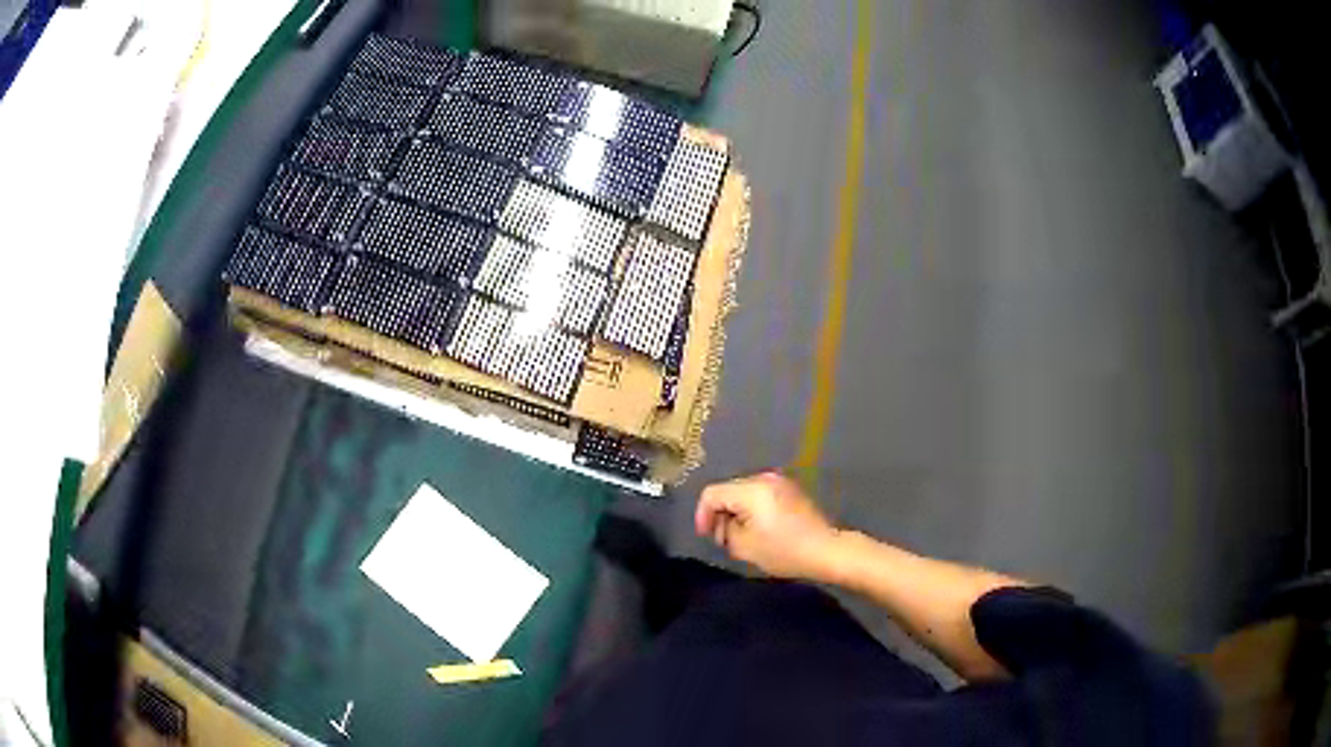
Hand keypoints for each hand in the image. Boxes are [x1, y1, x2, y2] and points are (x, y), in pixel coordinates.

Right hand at [695, 472, 840, 580]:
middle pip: (728, 490)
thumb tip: (725, 523)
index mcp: (751, 489)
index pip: (712, 493)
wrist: (826, 550)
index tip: (706, 536)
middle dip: (720, 514)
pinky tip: (758, 528)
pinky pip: (761, 495)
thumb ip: (725, 530)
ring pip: (744, 492)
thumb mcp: (744, 546)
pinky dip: (752, 509)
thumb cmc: (784, 550)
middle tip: (722, 539)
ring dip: (736, 512)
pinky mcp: (791, 489)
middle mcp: (764, 478)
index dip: (702, 514)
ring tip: (740, 536)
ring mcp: (780, 481)